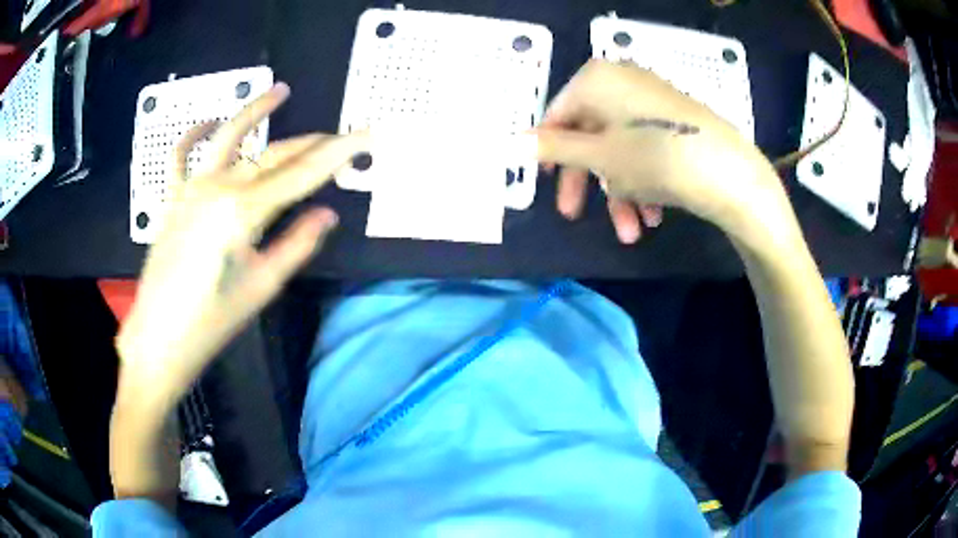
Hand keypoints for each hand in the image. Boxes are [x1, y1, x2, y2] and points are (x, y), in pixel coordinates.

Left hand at [116, 83, 368, 400]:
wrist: (159, 338)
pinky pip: (180, 155)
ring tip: (280, 90)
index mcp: (243, 211)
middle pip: (273, 154)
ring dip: (255, 111)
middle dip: (310, 143)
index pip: (302, 174)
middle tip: (340, 137)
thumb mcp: (262, 287)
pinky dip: (193, 134)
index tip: (366, 136)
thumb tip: (328, 213)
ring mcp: (191, 187)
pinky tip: (209, 120)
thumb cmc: (212, 321)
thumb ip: (297, 244)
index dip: (338, 154)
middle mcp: (218, 186)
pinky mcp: (172, 197)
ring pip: (228, 137)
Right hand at [537, 60, 792, 244]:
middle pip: (590, 134)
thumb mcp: (597, 155)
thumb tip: (508, 141)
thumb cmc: (655, 158)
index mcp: (596, 78)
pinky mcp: (675, 120)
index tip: (548, 186)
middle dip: (588, 182)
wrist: (731, 173)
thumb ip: (552, 147)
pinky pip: (645, 148)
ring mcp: (651, 100)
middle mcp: (622, 81)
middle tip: (574, 215)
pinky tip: (654, 215)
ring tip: (633, 231)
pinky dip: (644, 182)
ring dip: (621, 193)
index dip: (549, 153)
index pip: (556, 114)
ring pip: (620, 148)